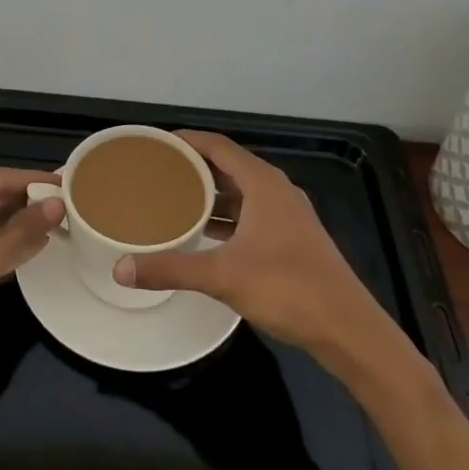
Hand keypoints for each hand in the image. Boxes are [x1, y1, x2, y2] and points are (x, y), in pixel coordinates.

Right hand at [113, 131, 395, 362]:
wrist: (348, 329)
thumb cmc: (287, 288)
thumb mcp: (223, 276)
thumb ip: (172, 269)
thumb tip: (121, 269)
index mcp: (262, 183)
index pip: (218, 146)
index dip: (187, 140)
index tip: (156, 143)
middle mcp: (276, 190)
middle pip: (228, 166)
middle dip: (194, 167)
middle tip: (157, 172)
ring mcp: (287, 215)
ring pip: (241, 192)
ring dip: (210, 194)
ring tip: (173, 199)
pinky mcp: (292, 239)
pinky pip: (250, 213)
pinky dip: (226, 216)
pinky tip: (205, 233)